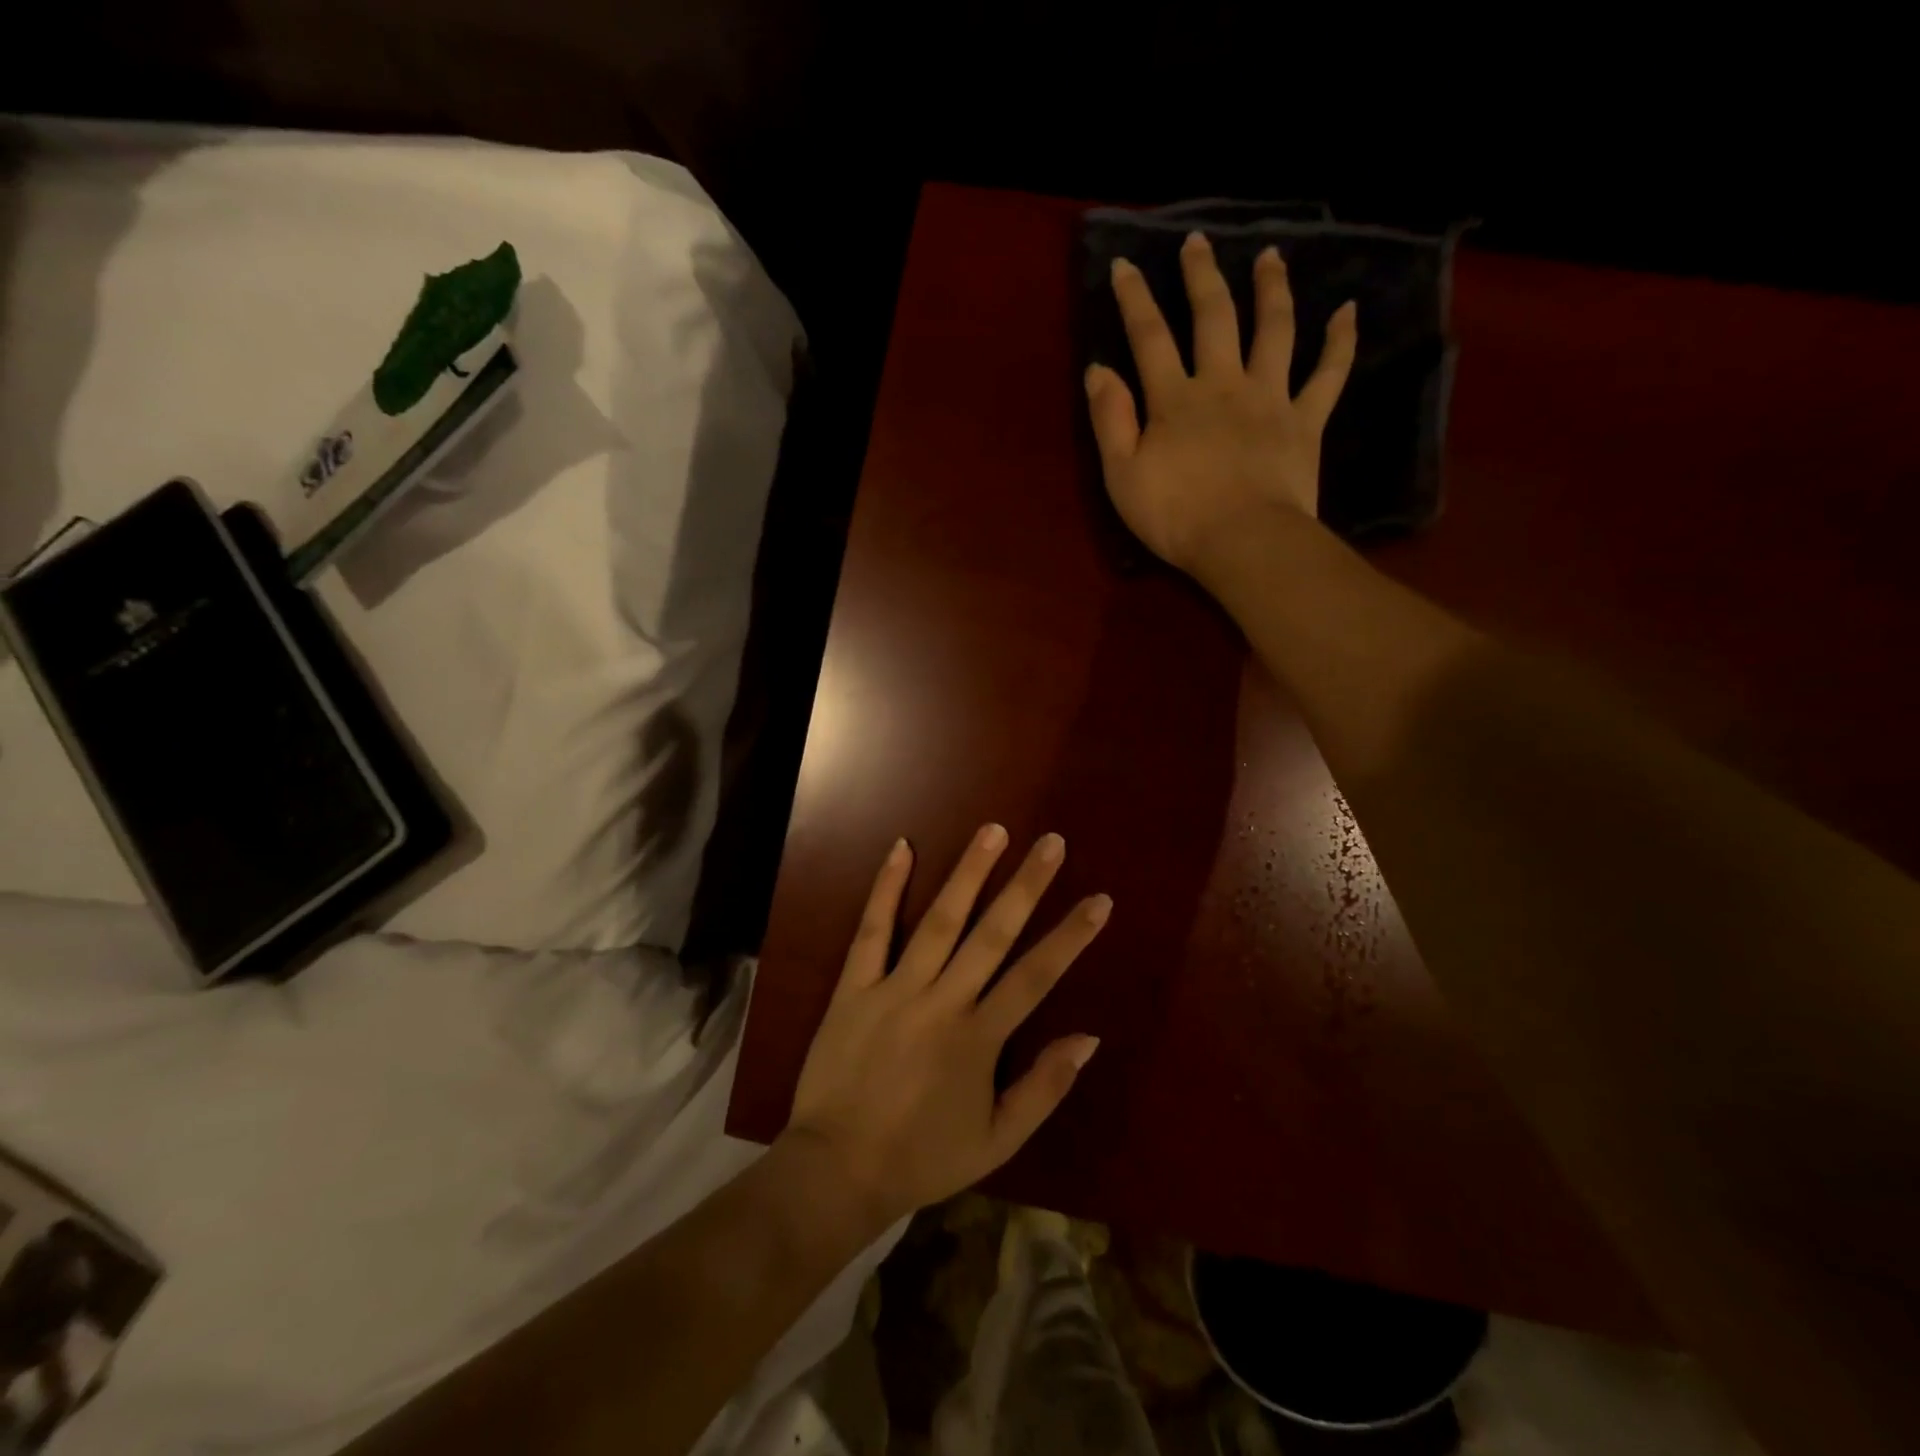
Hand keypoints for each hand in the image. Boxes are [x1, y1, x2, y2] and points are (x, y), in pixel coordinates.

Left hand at [785, 825, 1110, 1227]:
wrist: (837, 1170)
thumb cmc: (923, 1157)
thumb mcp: (997, 1140)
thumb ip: (1044, 1088)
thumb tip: (1089, 1038)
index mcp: (980, 1038)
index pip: (1036, 976)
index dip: (1071, 936)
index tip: (1098, 899)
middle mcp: (942, 1001)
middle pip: (993, 933)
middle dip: (1027, 885)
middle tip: (1051, 842)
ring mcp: (895, 989)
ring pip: (939, 921)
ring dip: (968, 873)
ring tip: (993, 831)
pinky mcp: (855, 986)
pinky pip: (871, 930)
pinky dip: (886, 888)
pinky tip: (902, 848)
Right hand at [1085, 231, 1357, 574]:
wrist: (1242, 541)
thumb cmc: (1175, 516)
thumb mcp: (1122, 475)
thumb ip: (1110, 420)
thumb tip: (1099, 370)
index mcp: (1175, 399)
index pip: (1150, 336)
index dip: (1135, 298)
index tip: (1125, 264)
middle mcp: (1223, 384)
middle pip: (1214, 317)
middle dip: (1201, 276)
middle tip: (1197, 242)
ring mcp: (1269, 398)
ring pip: (1274, 329)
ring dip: (1271, 289)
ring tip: (1271, 256)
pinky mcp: (1305, 421)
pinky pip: (1328, 374)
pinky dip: (1339, 342)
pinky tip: (1347, 312)